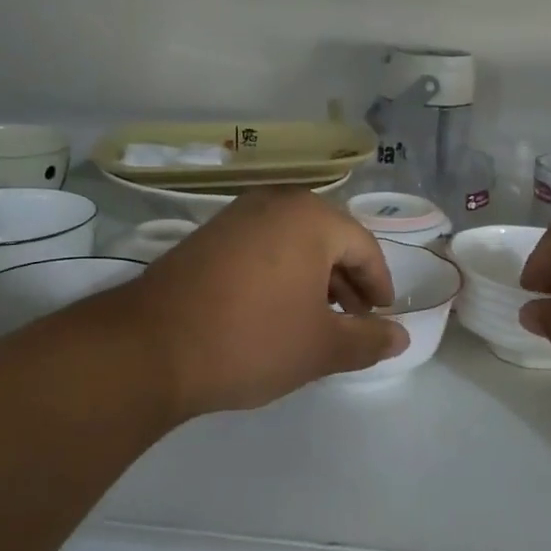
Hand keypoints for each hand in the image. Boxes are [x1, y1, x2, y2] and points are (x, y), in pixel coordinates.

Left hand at [96, 187, 407, 421]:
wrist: (150, 348)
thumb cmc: (251, 340)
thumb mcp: (320, 347)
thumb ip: (368, 340)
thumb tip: (401, 337)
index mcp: (311, 217)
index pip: (363, 247)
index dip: (378, 285)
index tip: (380, 317)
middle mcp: (274, 203)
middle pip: (328, 239)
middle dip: (345, 282)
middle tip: (352, 321)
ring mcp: (235, 216)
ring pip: (292, 243)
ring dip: (312, 279)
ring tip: (314, 320)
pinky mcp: (206, 236)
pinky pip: (260, 248)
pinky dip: (279, 274)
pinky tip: (273, 311)